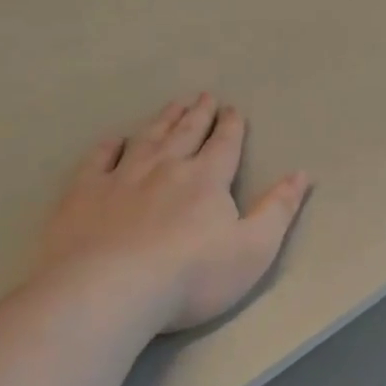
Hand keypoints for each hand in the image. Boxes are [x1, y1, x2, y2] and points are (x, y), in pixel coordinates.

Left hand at [36, 94, 310, 332]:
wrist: (111, 289)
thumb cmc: (192, 276)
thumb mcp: (253, 249)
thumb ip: (278, 210)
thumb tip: (300, 174)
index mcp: (206, 180)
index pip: (224, 145)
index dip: (231, 127)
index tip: (233, 109)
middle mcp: (165, 168)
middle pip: (185, 133)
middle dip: (198, 114)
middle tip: (204, 96)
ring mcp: (121, 178)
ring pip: (146, 139)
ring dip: (162, 120)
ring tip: (172, 104)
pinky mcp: (85, 194)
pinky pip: (98, 160)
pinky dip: (108, 147)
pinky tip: (114, 140)